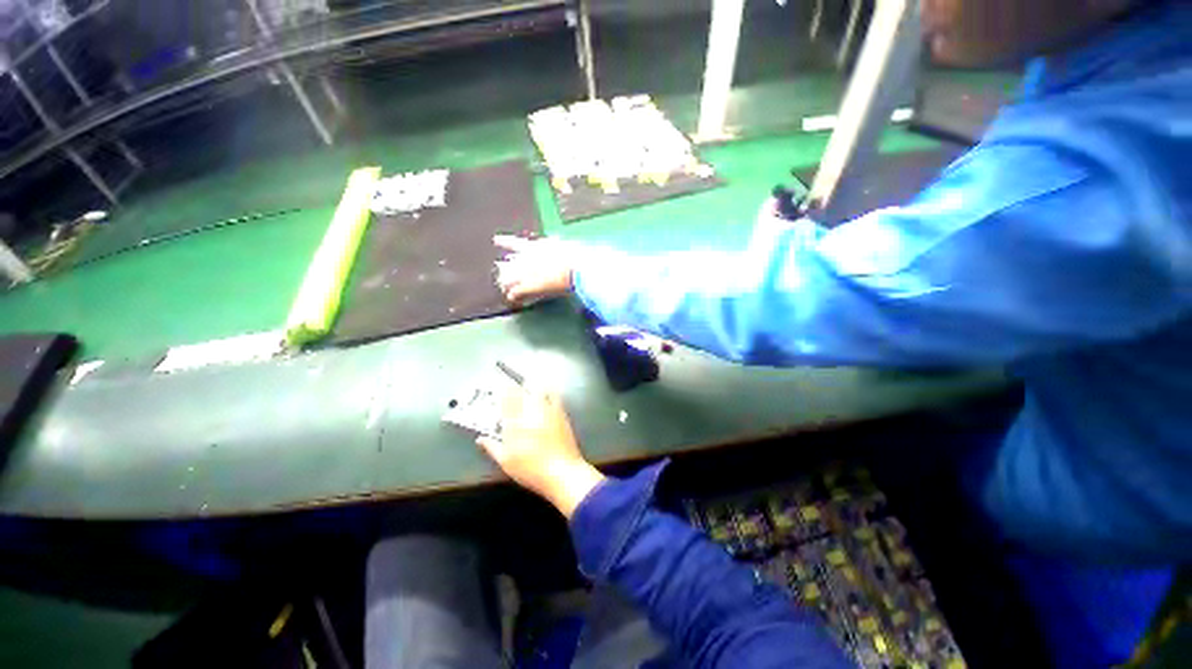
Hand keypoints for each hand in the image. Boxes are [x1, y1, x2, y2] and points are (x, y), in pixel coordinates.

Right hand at [476, 386, 604, 517]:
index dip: (505, 389)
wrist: (563, 473)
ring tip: (533, 389)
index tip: (502, 387)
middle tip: (517, 389)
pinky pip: (556, 397)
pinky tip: (549, 398)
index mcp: (516, 421)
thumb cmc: (531, 469)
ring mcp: (551, 411)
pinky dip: (551, 393)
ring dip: (537, 387)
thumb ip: (492, 447)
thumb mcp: (506, 462)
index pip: (509, 396)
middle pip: (527, 388)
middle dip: (521, 386)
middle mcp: (534, 411)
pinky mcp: (563, 415)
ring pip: (543, 389)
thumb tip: (481, 439)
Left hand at [494, 235, 575, 304]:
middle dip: (504, 269)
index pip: (513, 243)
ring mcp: (524, 273)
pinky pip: (514, 294)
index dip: (504, 241)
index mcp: (533, 247)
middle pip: (506, 265)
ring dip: (506, 285)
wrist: (574, 267)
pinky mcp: (528, 287)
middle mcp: (524, 259)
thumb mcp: (563, 245)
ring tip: (506, 289)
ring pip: (506, 280)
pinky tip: (514, 300)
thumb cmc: (573, 255)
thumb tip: (557, 242)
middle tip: (501, 271)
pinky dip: (514, 297)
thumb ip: (555, 244)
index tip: (496, 240)